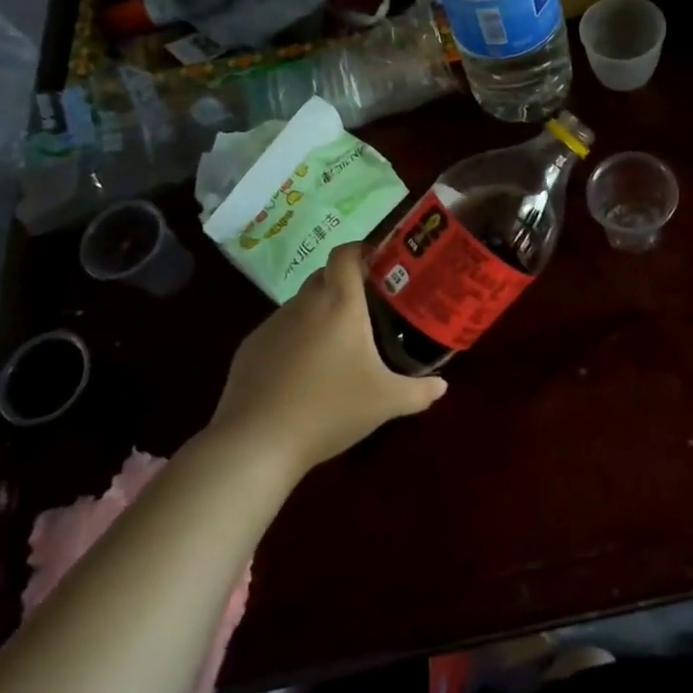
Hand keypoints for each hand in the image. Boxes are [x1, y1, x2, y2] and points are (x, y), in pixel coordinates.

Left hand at [210, 245, 446, 473]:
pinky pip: (280, 331)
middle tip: (370, 307)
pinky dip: (295, 339)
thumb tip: (442, 386)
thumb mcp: (386, 403)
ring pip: (301, 305)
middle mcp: (303, 304)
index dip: (362, 249)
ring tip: (338, 345)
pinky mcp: (250, 348)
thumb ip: (420, 391)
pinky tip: (304, 372)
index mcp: (339, 304)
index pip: (346, 254)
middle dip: (346, 283)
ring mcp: (272, 325)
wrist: (257, 443)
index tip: (381, 262)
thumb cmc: (330, 409)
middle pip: (324, 276)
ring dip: (320, 314)